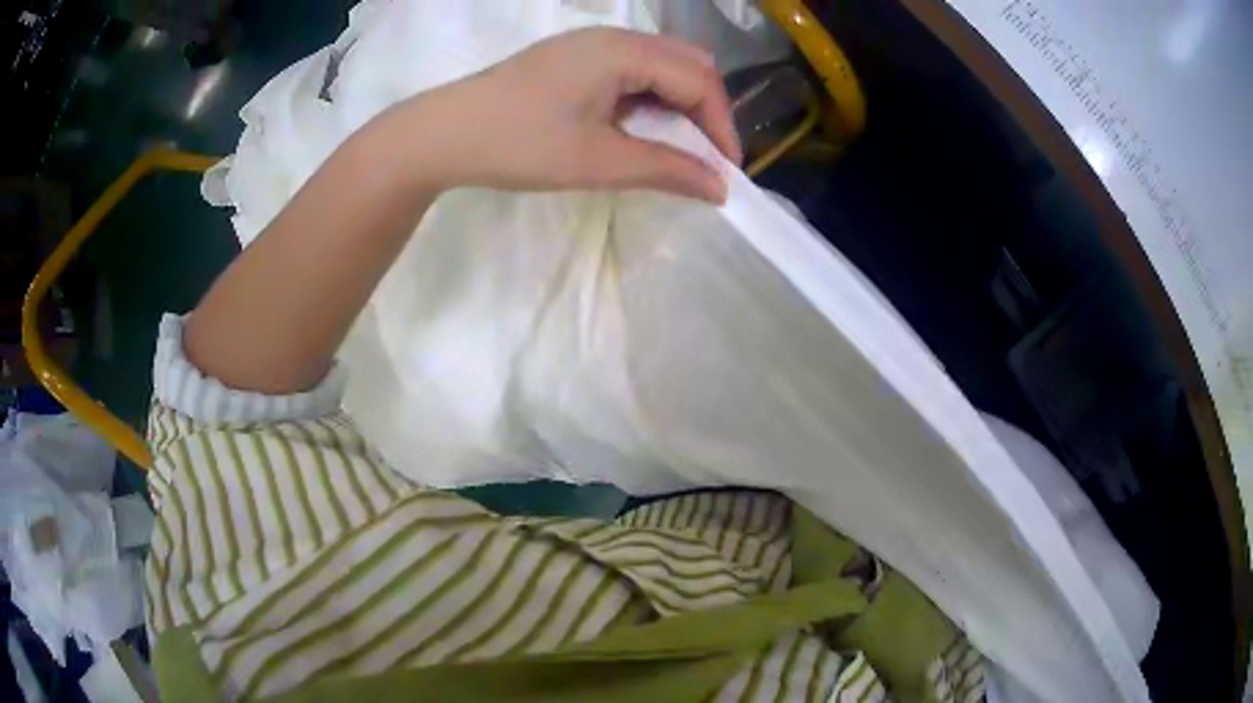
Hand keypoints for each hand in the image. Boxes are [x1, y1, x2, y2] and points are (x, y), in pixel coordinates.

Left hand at [389, 28, 741, 202]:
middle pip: (687, 63)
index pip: (699, 80)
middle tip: (706, 155)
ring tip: (677, 146)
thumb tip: (719, 188)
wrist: (442, 134)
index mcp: (623, 51)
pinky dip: (649, 96)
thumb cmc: (518, 144)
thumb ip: (666, 169)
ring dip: (678, 102)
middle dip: (706, 109)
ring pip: (661, 64)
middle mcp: (613, 37)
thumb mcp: (597, 160)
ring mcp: (590, 44)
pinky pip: (632, 69)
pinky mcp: (573, 58)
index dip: (721, 126)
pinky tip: (639, 125)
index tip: (727, 172)